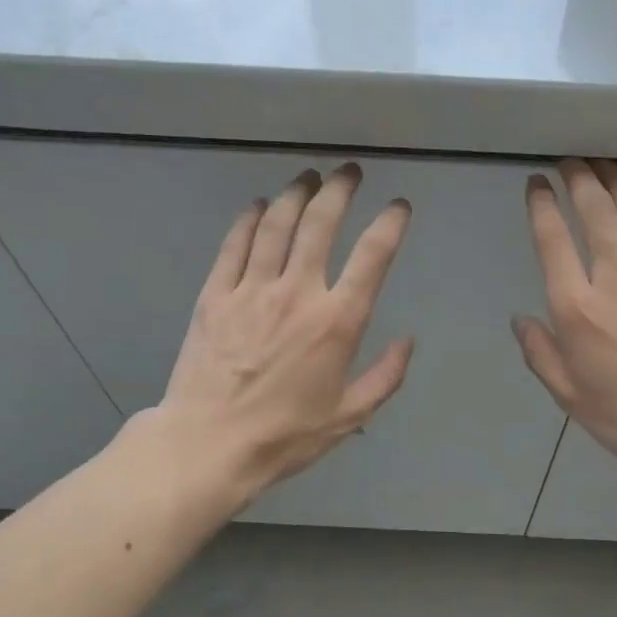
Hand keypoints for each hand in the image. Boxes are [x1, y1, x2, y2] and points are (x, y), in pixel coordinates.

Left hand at [145, 162, 413, 501]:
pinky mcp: (215, 295)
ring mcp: (251, 289)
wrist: (209, 444)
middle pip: (320, 223)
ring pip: (276, 224)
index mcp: (336, 322)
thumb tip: (407, 341)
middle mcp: (297, 293)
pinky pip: (234, 244)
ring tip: (308, 178)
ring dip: (296, 194)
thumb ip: (385, 376)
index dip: (390, 224)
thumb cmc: (285, 436)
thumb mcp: (349, 416)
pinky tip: (259, 206)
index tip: (398, 207)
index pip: (372, 256)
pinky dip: (249, 219)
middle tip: (349, 172)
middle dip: (339, 189)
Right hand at [513, 159, 616, 496]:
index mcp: (578, 309)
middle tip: (570, 163)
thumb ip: (541, 354)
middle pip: (596, 212)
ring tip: (604, 166)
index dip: (541, 205)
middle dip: (579, 179)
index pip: (553, 241)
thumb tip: (521, 320)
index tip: (536, 185)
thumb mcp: (571, 397)